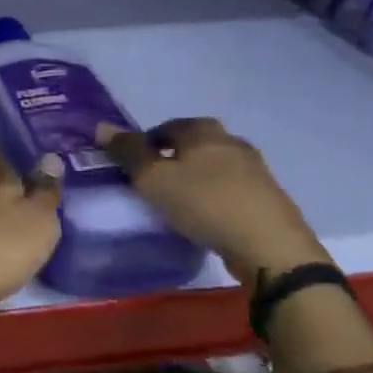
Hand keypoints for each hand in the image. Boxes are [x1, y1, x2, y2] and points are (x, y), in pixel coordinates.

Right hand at [97, 117, 327, 285]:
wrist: (270, 247)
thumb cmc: (204, 203)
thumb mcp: (154, 178)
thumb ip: (127, 152)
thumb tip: (101, 126)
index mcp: (204, 130)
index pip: (165, 126)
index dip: (144, 143)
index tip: (131, 167)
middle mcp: (232, 142)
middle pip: (191, 145)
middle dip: (170, 160)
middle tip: (151, 184)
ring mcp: (255, 170)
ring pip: (211, 168)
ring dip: (193, 180)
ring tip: (175, 204)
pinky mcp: (267, 197)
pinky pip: (229, 190)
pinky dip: (212, 197)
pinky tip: (204, 217)